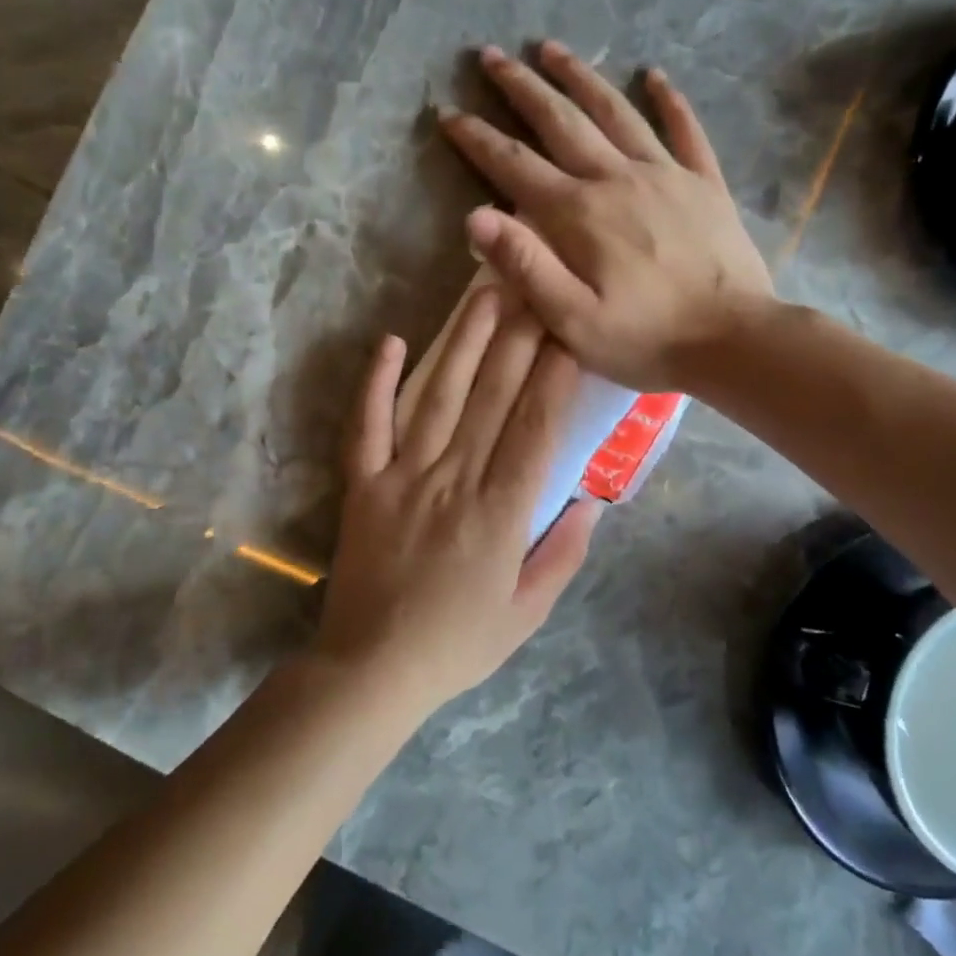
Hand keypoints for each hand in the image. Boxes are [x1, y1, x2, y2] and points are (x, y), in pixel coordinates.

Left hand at [315, 289, 601, 715]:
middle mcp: (455, 481)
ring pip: (438, 398)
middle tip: (534, 285)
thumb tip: (592, 501)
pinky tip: (390, 342)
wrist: (373, 670)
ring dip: (462, 343)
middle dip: (518, 337)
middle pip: (492, 398)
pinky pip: (366, 426)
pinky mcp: (363, 485)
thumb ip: (563, 554)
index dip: (555, 373)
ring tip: (483, 295)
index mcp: (501, 512)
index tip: (570, 328)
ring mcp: (403, 478)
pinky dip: (375, 383)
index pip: (536, 427)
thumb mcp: (528, 612)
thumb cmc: (459, 643)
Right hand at [437, 41, 773, 390]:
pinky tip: (655, 75)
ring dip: (580, 77)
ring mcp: (666, 174)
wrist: (734, 339)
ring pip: (615, 111)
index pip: (515, 165)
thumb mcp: (573, 321)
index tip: (448, 112)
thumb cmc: (647, 340)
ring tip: (552, 48)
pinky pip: (685, 129)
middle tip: (491, 55)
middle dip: (521, 87)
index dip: (477, 138)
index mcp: (578, 214)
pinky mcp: (704, 184)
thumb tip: (475, 216)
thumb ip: (526, 267)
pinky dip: (669, 100)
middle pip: (561, 120)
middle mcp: (616, 178)